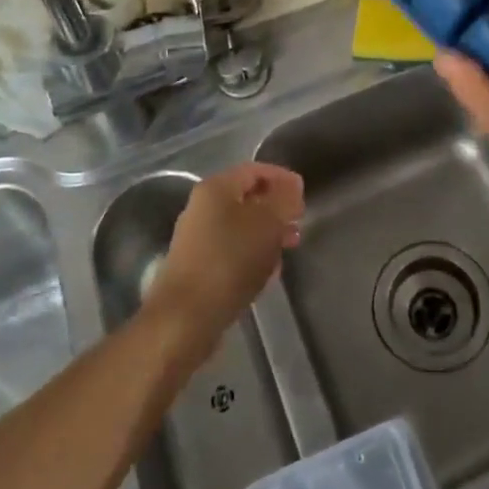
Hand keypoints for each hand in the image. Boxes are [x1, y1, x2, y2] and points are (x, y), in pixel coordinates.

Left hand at [148, 163, 303, 347]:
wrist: (185, 318)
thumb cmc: (230, 261)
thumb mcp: (268, 223)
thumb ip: (284, 199)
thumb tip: (292, 186)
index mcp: (216, 188)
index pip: (254, 170)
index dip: (282, 178)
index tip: (304, 195)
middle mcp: (202, 208)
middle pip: (247, 198)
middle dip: (276, 209)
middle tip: (298, 224)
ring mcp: (197, 239)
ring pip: (241, 227)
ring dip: (267, 234)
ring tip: (287, 250)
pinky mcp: (197, 267)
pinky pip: (232, 251)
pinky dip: (252, 255)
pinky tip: (267, 273)